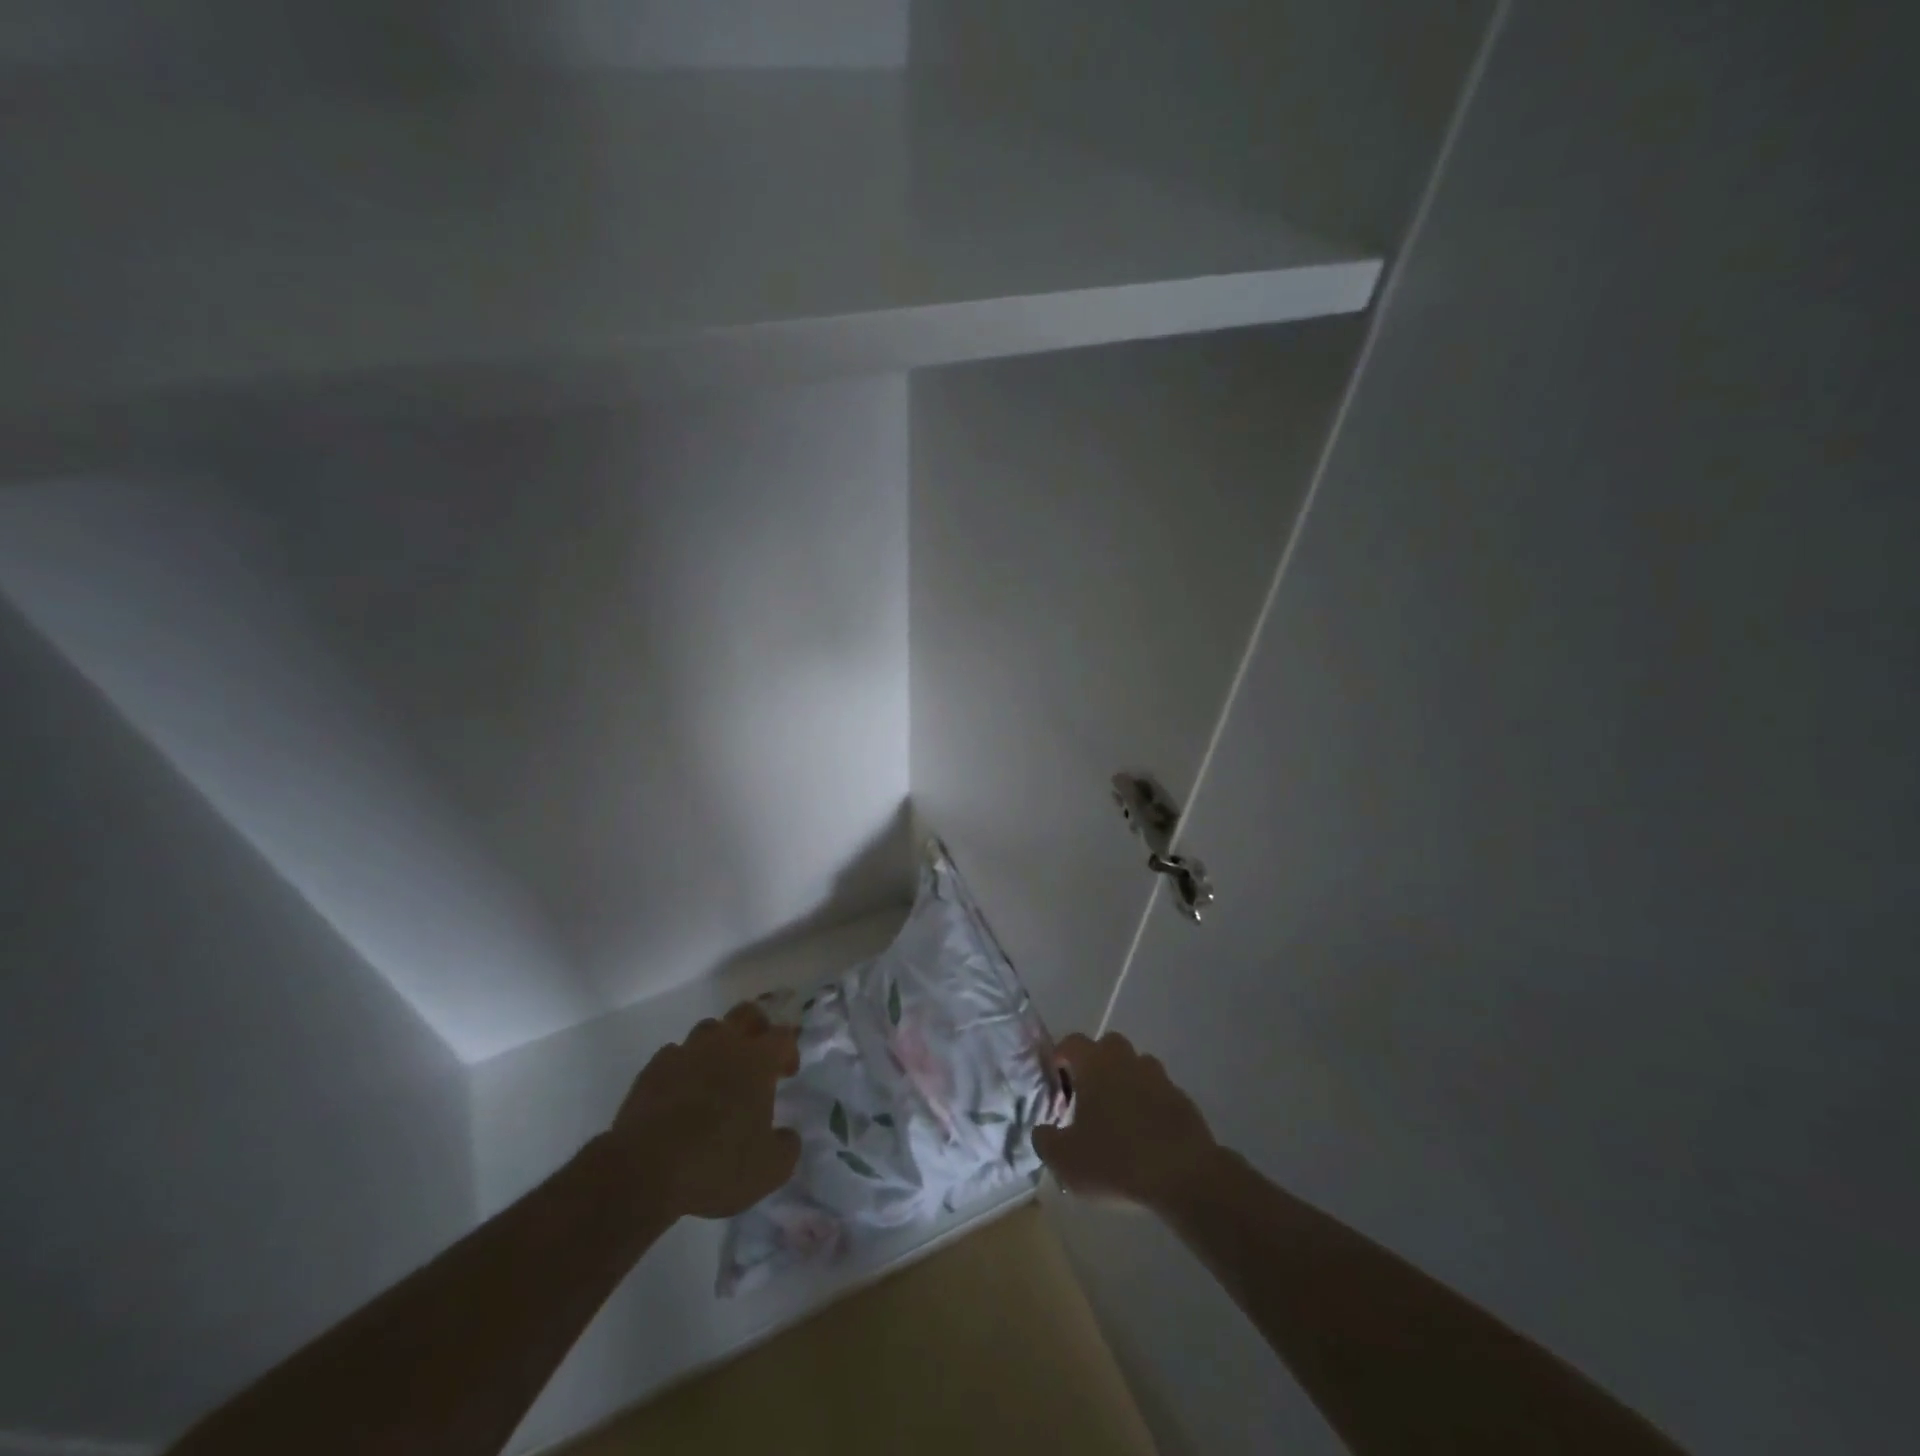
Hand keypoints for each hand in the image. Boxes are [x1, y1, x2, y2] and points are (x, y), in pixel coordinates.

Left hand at [607, 1002, 801, 1221]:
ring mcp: (685, 1053)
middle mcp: (724, 1046)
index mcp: (757, 1061)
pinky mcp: (653, 1069)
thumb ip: (787, 1147)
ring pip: (708, 1029)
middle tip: (757, 1054)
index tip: (787, 1074)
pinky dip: (683, 1065)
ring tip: (718, 1073)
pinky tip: (681, 1089)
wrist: (644, 1170)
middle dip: (757, 1027)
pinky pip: (674, 1054)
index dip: (789, 1051)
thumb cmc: (716, 1164)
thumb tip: (787, 1136)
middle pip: (746, 1014)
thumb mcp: (769, 1171)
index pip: (783, 1036)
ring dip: (718, 1044)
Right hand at [1032, 1032, 1220, 1209]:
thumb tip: (1042, 1131)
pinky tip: (1145, 1138)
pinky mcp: (1182, 1100)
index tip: (1056, 1083)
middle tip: (1086, 1099)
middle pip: (1107, 1047)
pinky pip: (1158, 1094)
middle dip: (1095, 1066)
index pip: (1071, 1042)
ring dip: (1124, 1084)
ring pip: (1135, 1068)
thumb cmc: (1116, 1160)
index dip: (1060, 1058)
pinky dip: (1149, 1107)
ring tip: (1117, 1120)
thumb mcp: (1066, 1160)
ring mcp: (1159, 1077)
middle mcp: (1126, 1060)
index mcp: (1095, 1064)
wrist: (1183, 1176)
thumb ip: (1045, 1141)